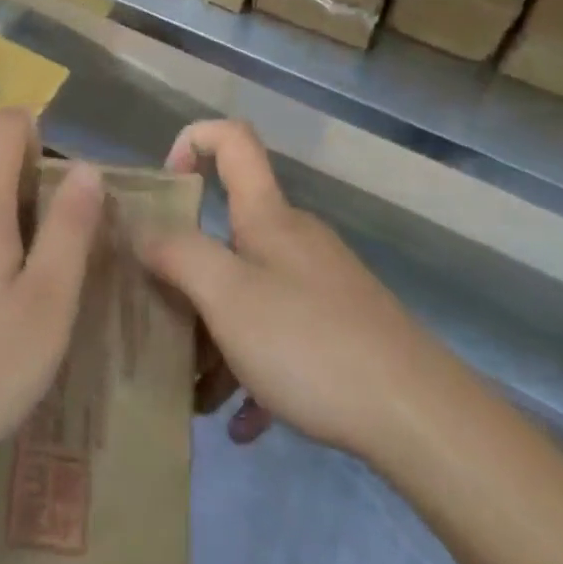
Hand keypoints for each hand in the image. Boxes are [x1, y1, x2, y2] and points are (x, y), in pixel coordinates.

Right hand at [137, 120, 423, 460]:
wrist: (419, 416)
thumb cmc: (310, 343)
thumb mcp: (227, 296)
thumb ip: (178, 254)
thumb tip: (143, 230)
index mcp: (267, 216)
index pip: (232, 139)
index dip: (193, 140)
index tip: (164, 188)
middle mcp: (293, 239)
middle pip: (229, 229)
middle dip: (188, 269)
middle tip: (158, 316)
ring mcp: (319, 284)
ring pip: (250, 291)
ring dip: (216, 333)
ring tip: (194, 394)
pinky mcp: (339, 329)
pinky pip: (280, 336)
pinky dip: (254, 368)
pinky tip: (243, 424)